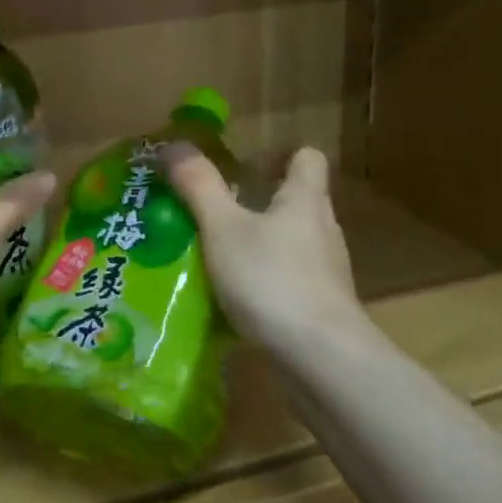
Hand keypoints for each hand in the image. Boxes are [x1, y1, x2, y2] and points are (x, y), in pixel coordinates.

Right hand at [166, 145, 361, 356]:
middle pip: (295, 201)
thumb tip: (176, 145)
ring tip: (215, 258)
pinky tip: (234, 300)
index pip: (307, 158)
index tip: (243, 168)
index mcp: (305, 200)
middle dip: (257, 203)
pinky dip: (264, 282)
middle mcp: (322, 230)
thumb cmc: (271, 280)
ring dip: (258, 245)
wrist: (321, 357)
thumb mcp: (223, 228)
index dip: (278, 155)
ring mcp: (326, 272)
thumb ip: (199, 186)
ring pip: (290, 243)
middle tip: (213, 214)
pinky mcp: (321, 307)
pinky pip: (289, 281)